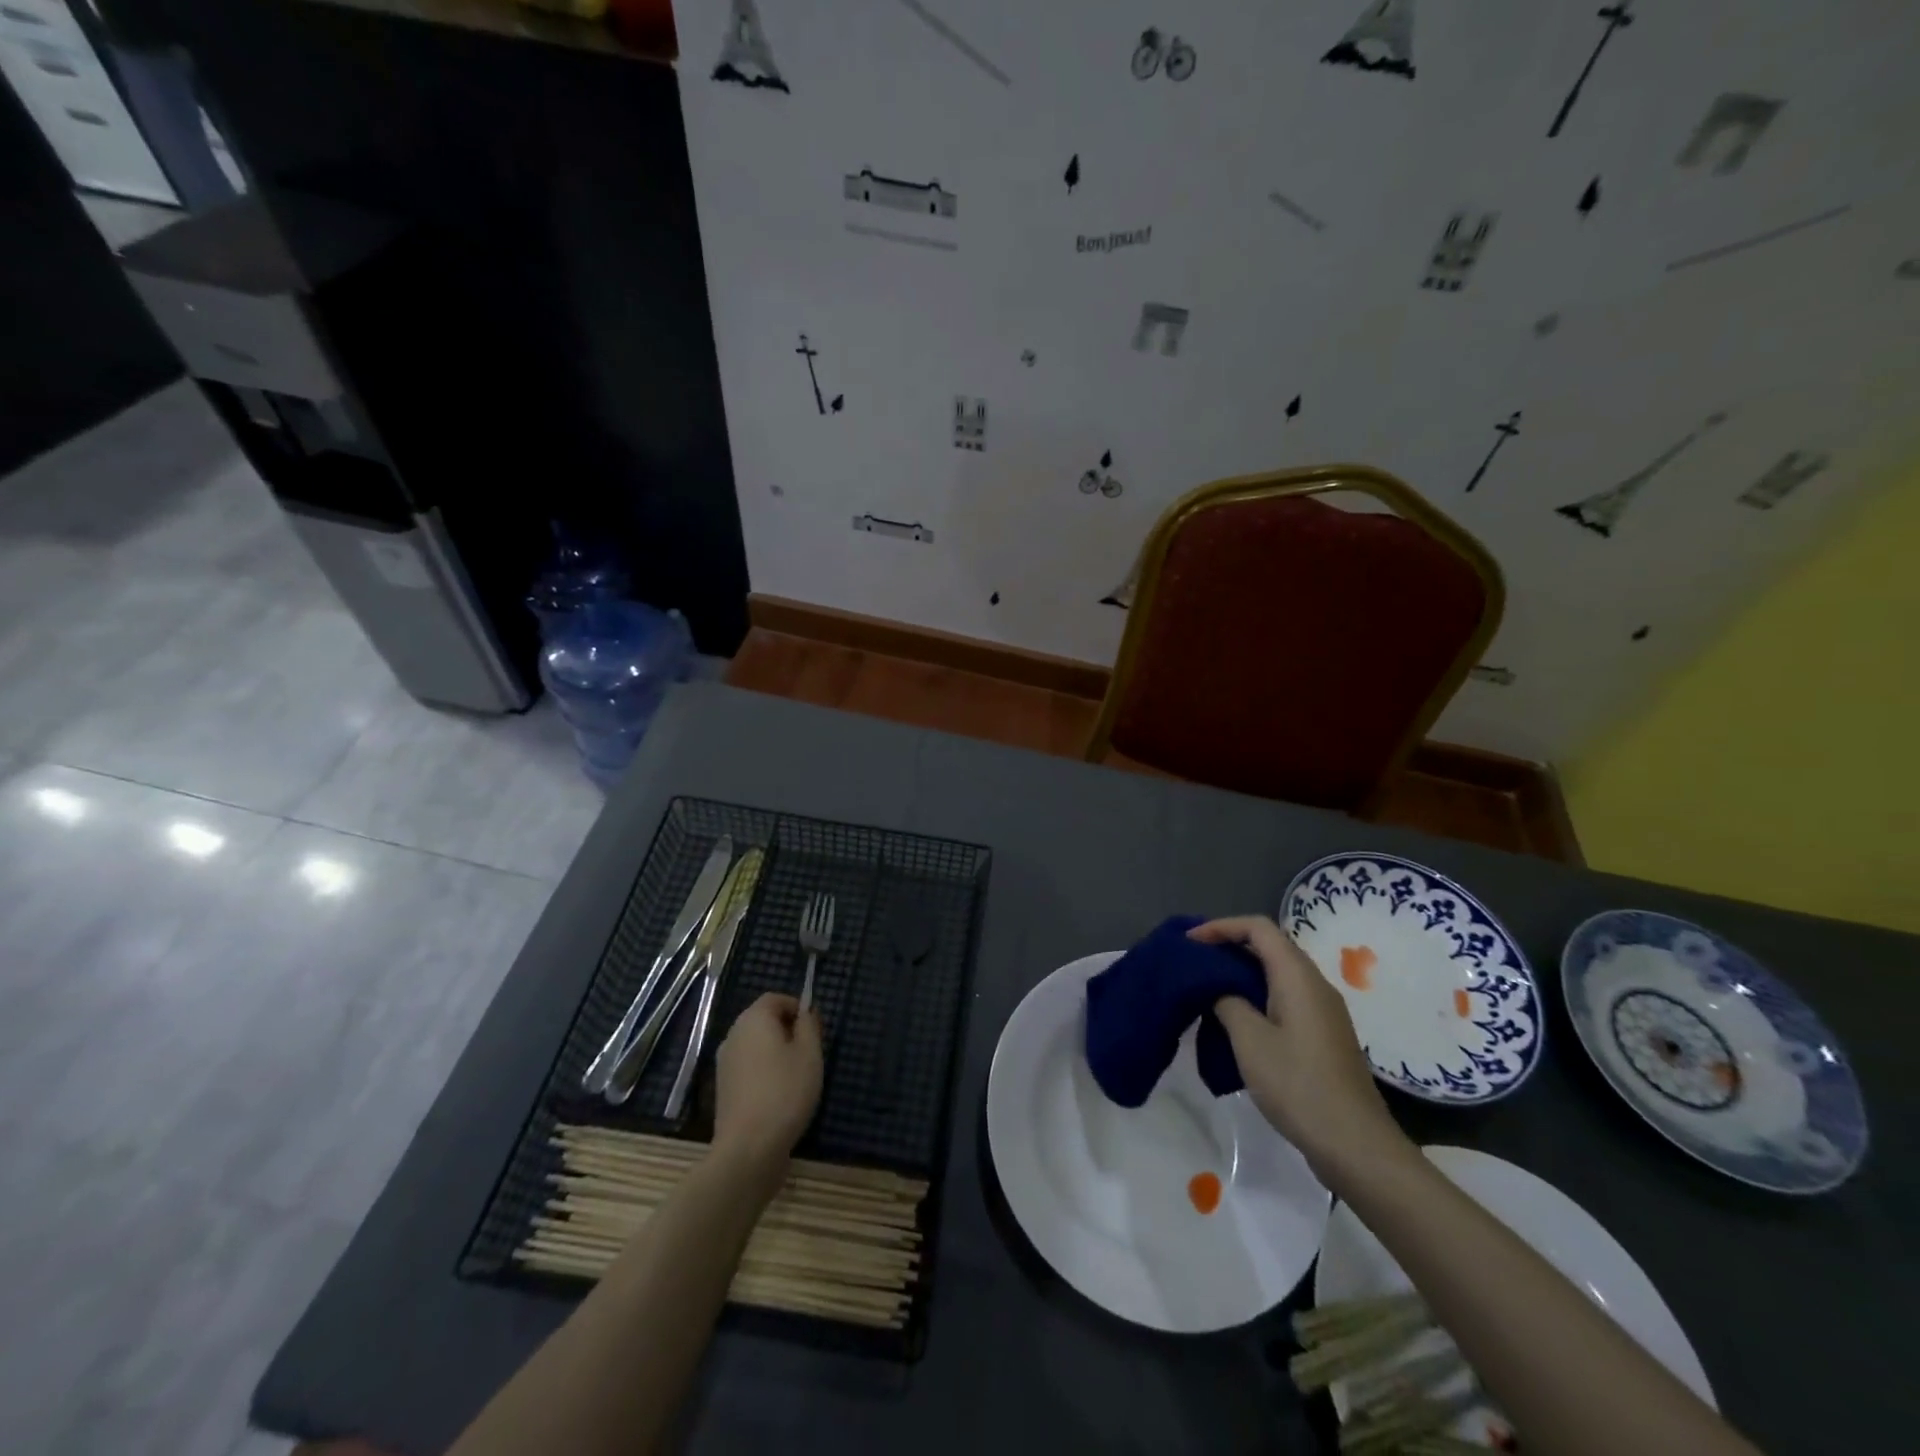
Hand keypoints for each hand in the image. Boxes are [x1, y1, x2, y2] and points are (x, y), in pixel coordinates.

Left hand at [711, 993, 822, 1173]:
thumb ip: (809, 1025)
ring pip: (755, 1045)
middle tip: (810, 1053)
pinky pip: (748, 1066)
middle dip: (788, 1030)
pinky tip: (779, 1095)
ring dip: (776, 1052)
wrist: (748, 1149)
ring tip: (797, 1076)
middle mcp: (734, 1035)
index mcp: (753, 1019)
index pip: (775, 998)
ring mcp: (724, 1063)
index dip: (797, 1007)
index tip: (814, 1029)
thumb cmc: (785, 1092)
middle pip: (763, 1020)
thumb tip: (805, 1012)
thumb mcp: (810, 1054)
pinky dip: (764, 1071)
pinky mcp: (723, 1088)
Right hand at [1191, 916, 1410, 1177]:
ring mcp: (1322, 1011)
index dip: (1221, 927)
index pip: (1258, 928)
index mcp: (1298, 977)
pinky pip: (1284, 995)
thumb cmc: (1298, 1085)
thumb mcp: (1250, 1040)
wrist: (1355, 1145)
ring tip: (1207, 984)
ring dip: (1241, 971)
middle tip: (1193, 958)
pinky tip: (1235, 1017)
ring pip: (1277, 972)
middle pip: (1269, 945)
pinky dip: (1255, 993)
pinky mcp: (1322, 1034)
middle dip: (1229, 945)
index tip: (1189, 942)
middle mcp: (1314, 984)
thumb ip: (1228, 1001)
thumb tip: (1220, 988)